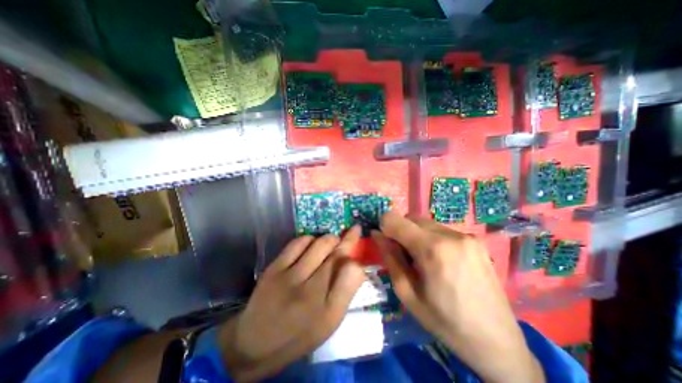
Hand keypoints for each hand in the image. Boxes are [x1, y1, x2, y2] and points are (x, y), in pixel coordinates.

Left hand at [218, 226, 367, 380]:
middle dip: (349, 239)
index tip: (358, 251)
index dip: (358, 260)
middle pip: (338, 254)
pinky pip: (299, 242)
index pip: (352, 272)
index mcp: (328, 311)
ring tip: (333, 242)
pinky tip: (311, 245)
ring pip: (321, 243)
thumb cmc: (299, 334)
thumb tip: (355, 264)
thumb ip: (345, 292)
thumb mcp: (329, 323)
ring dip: (331, 239)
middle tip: (353, 231)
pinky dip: (310, 239)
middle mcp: (310, 292)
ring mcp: (290, 277)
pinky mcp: (274, 268)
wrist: (256, 343)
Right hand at [371, 212, 546, 381]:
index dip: (384, 227)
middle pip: (411, 219)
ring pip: (426, 223)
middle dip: (401, 231)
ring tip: (424, 261)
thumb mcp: (407, 293)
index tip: (385, 243)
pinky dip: (432, 238)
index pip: (394, 219)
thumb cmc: (445, 322)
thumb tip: (377, 234)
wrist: (497, 342)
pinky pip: (441, 230)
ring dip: (417, 235)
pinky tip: (441, 261)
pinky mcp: (475, 240)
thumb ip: (390, 258)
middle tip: (404, 256)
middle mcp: (450, 235)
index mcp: (432, 249)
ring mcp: (466, 235)